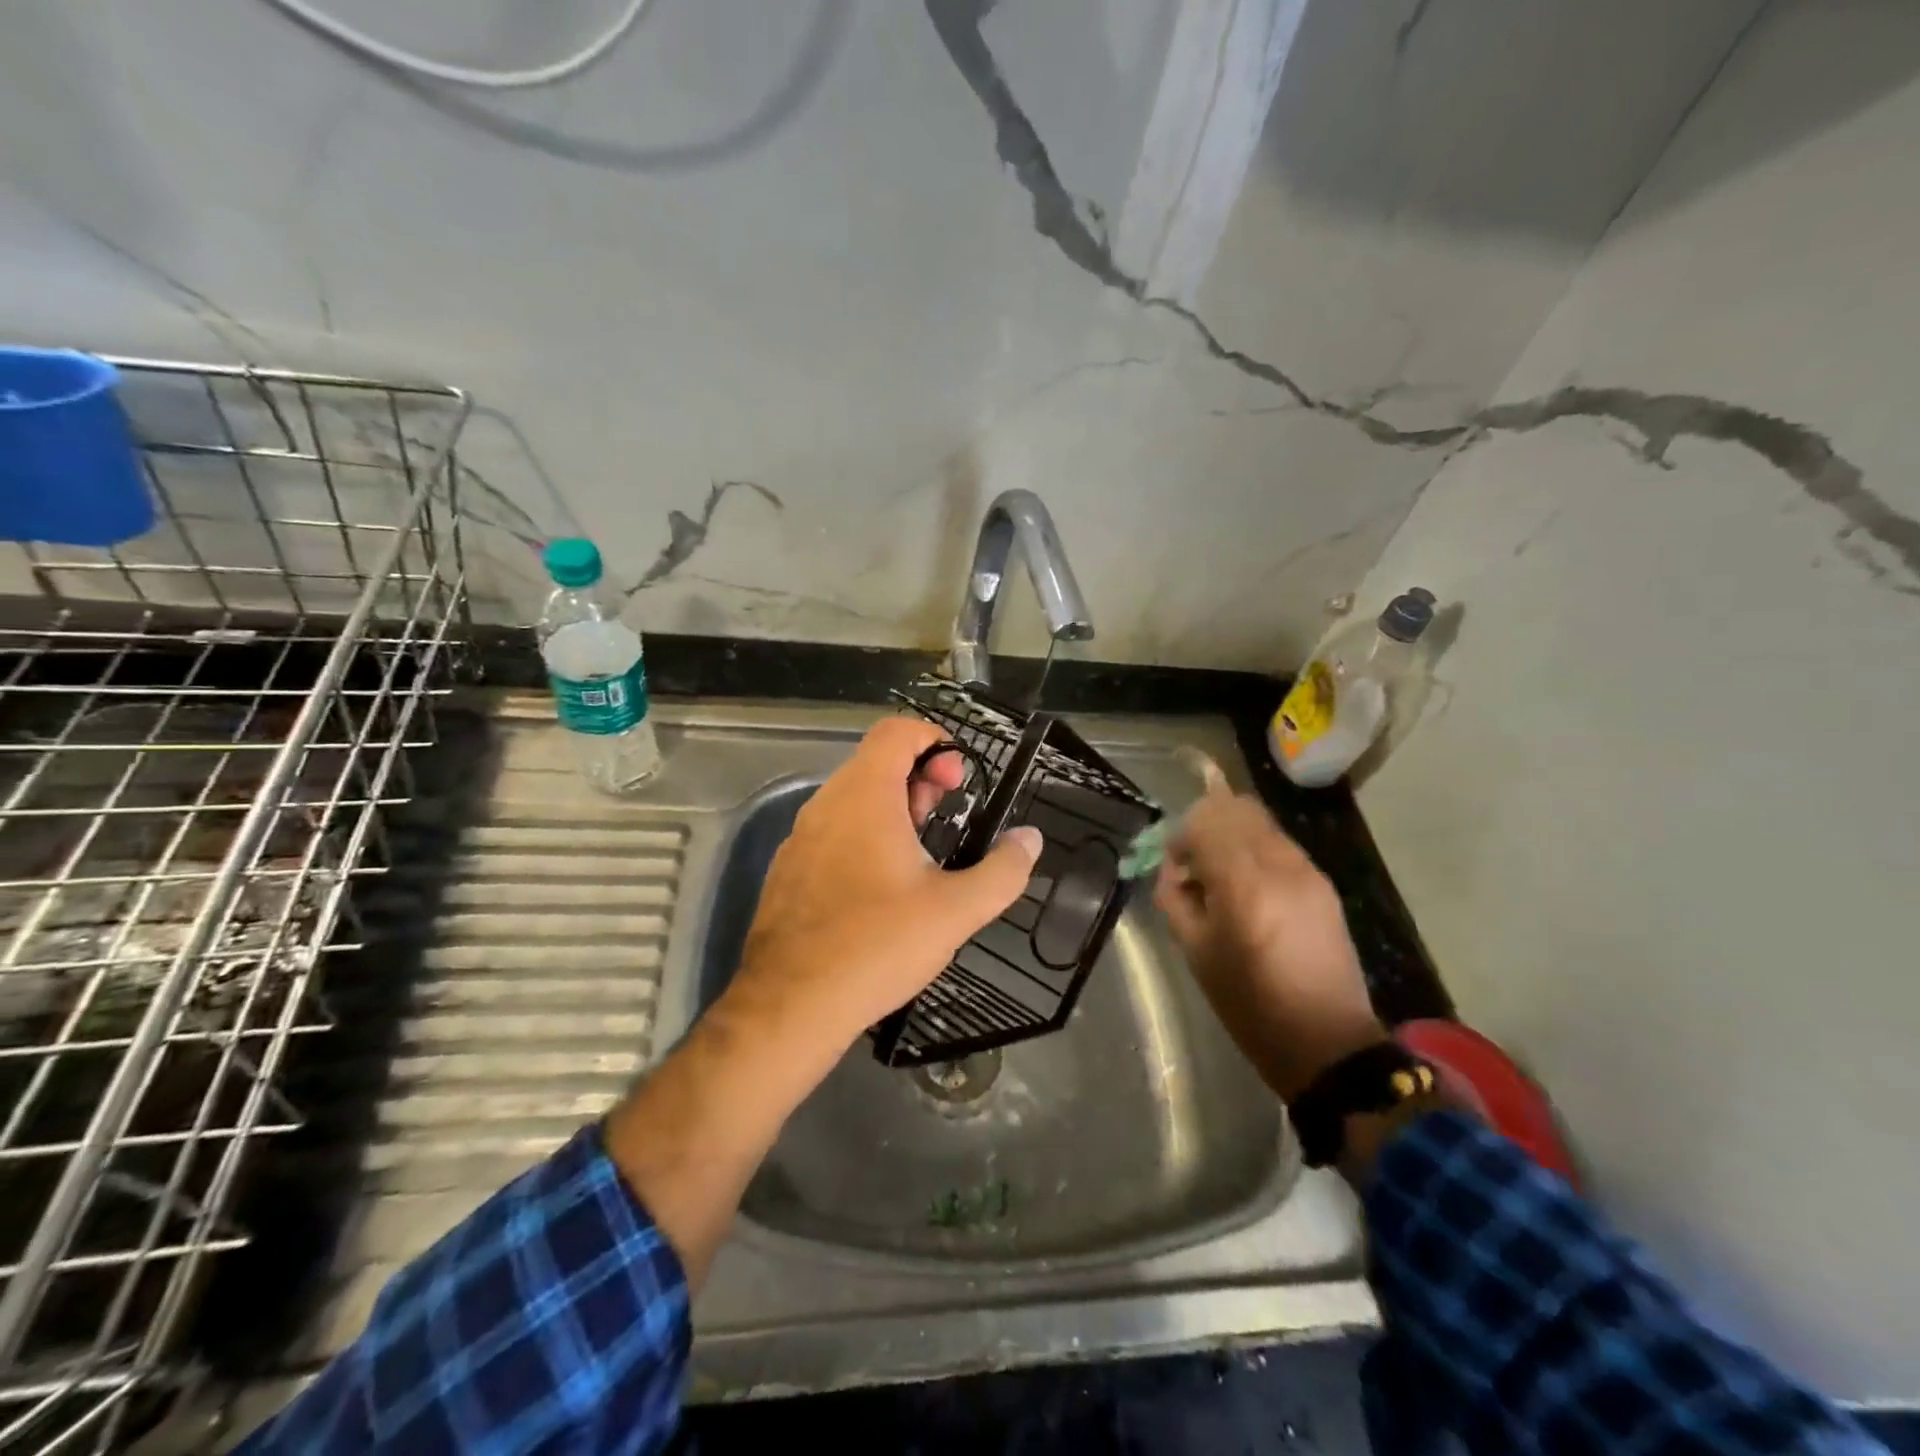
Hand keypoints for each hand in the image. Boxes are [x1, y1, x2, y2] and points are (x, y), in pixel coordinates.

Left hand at [724, 716, 1043, 1056]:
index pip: (895, 732)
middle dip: (920, 778)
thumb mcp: (956, 910)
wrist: (791, 1004)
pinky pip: (832, 830)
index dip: (933, 741)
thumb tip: (1030, 840)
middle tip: (949, 814)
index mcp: (864, 796)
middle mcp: (826, 804)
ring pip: (852, 798)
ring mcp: (800, 837)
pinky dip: (863, 834)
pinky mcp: (789, 870)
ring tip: (922, 851)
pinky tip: (882, 885)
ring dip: (893, 808)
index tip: (959, 779)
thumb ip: (1003, 871)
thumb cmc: (878, 945)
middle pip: (876, 762)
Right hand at [1155, 785, 1384, 1101]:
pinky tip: (1251, 889)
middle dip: (1207, 825)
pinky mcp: (1323, 882)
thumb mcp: (1195, 951)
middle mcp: (1278, 865)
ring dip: (1233, 835)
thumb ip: (1174, 897)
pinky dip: (1256, 851)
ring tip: (1223, 876)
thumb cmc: (1248, 1003)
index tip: (1175, 864)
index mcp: (1242, 884)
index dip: (1182, 835)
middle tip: (1195, 862)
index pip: (1206, 820)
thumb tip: (1173, 868)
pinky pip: (1280, 845)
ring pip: (1261, 822)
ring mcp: (1307, 870)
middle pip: (1237, 807)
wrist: (1325, 1040)